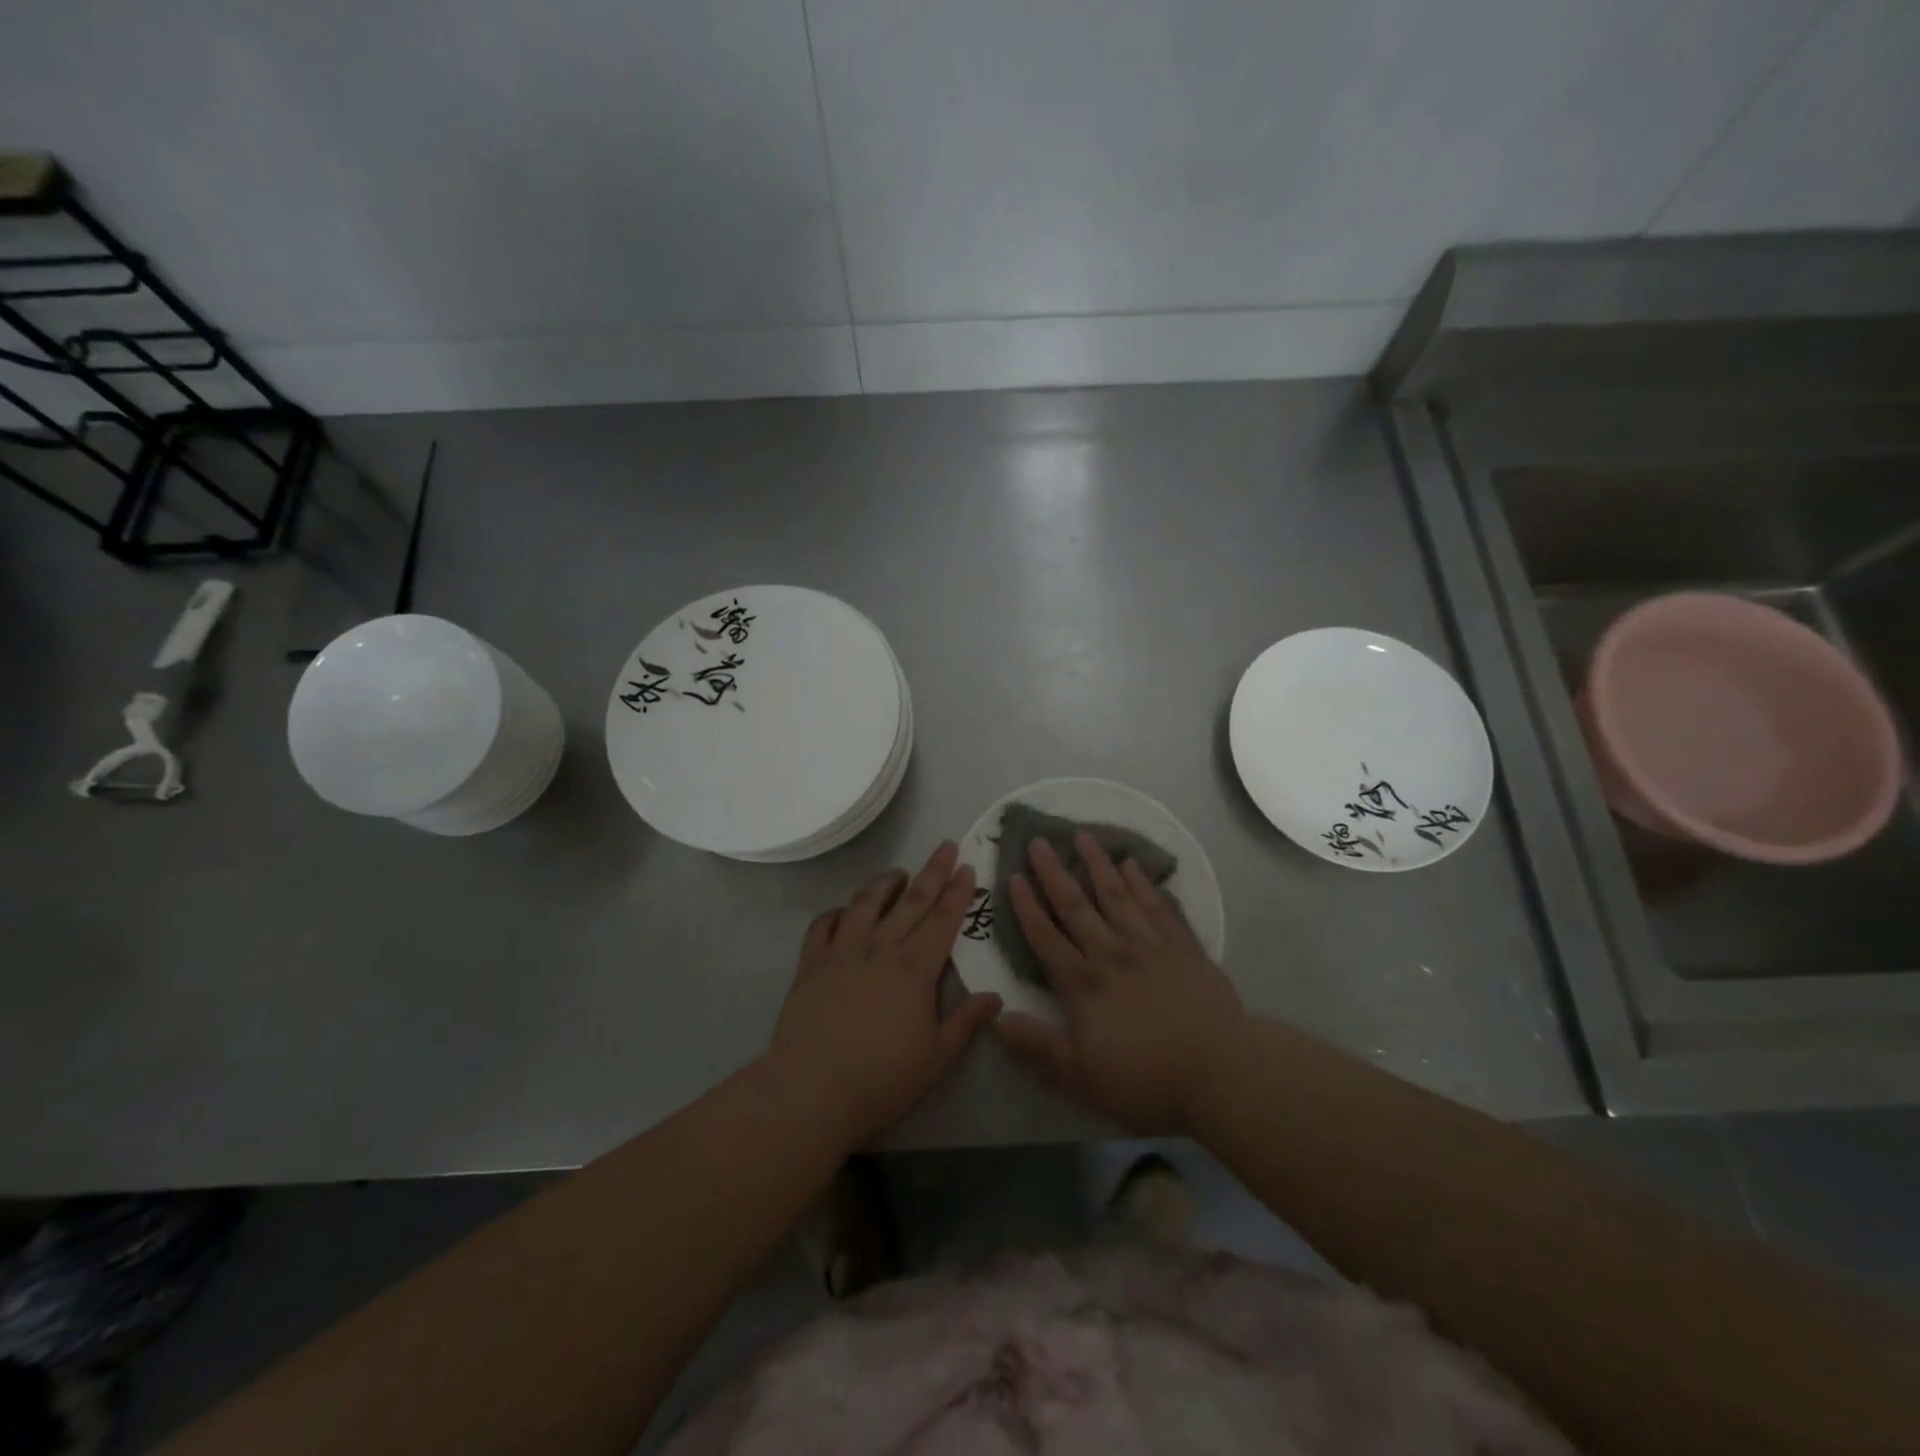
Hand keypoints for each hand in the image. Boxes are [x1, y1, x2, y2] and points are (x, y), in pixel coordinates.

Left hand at [767, 842, 1001, 1147]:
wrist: (810, 1092)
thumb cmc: (881, 1081)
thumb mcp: (937, 1058)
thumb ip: (966, 1022)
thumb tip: (994, 995)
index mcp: (914, 969)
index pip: (942, 920)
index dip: (957, 893)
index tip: (967, 867)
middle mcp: (880, 949)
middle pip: (910, 902)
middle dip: (932, 872)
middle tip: (945, 846)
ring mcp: (841, 953)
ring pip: (865, 904)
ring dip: (884, 883)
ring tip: (897, 872)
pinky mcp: (811, 964)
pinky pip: (823, 925)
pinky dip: (837, 912)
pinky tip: (845, 911)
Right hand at [995, 833, 1244, 1132]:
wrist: (1220, 1072)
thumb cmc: (1145, 1078)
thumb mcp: (1080, 1075)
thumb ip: (1037, 1045)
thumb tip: (996, 1017)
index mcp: (1083, 984)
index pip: (1046, 938)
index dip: (1027, 907)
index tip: (1014, 876)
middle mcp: (1112, 954)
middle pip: (1077, 907)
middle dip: (1054, 873)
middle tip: (1040, 840)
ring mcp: (1150, 947)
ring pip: (1118, 896)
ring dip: (1098, 865)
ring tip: (1084, 835)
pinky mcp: (1184, 948)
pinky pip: (1159, 908)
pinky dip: (1145, 884)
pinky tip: (1134, 865)